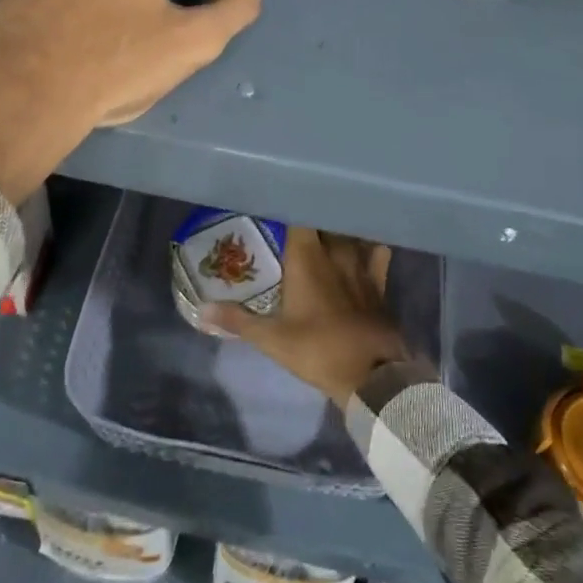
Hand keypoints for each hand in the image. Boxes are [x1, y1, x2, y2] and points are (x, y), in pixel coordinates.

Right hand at [201, 225, 414, 402]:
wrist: (372, 375)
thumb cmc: (318, 350)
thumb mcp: (272, 339)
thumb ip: (237, 320)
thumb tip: (202, 309)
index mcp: (307, 257)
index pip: (299, 216)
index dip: (288, 207)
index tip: (276, 208)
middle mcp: (335, 251)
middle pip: (324, 220)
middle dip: (311, 217)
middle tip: (295, 223)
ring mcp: (361, 264)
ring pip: (350, 232)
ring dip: (338, 229)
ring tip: (326, 230)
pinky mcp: (380, 282)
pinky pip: (376, 252)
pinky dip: (369, 246)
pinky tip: (363, 248)